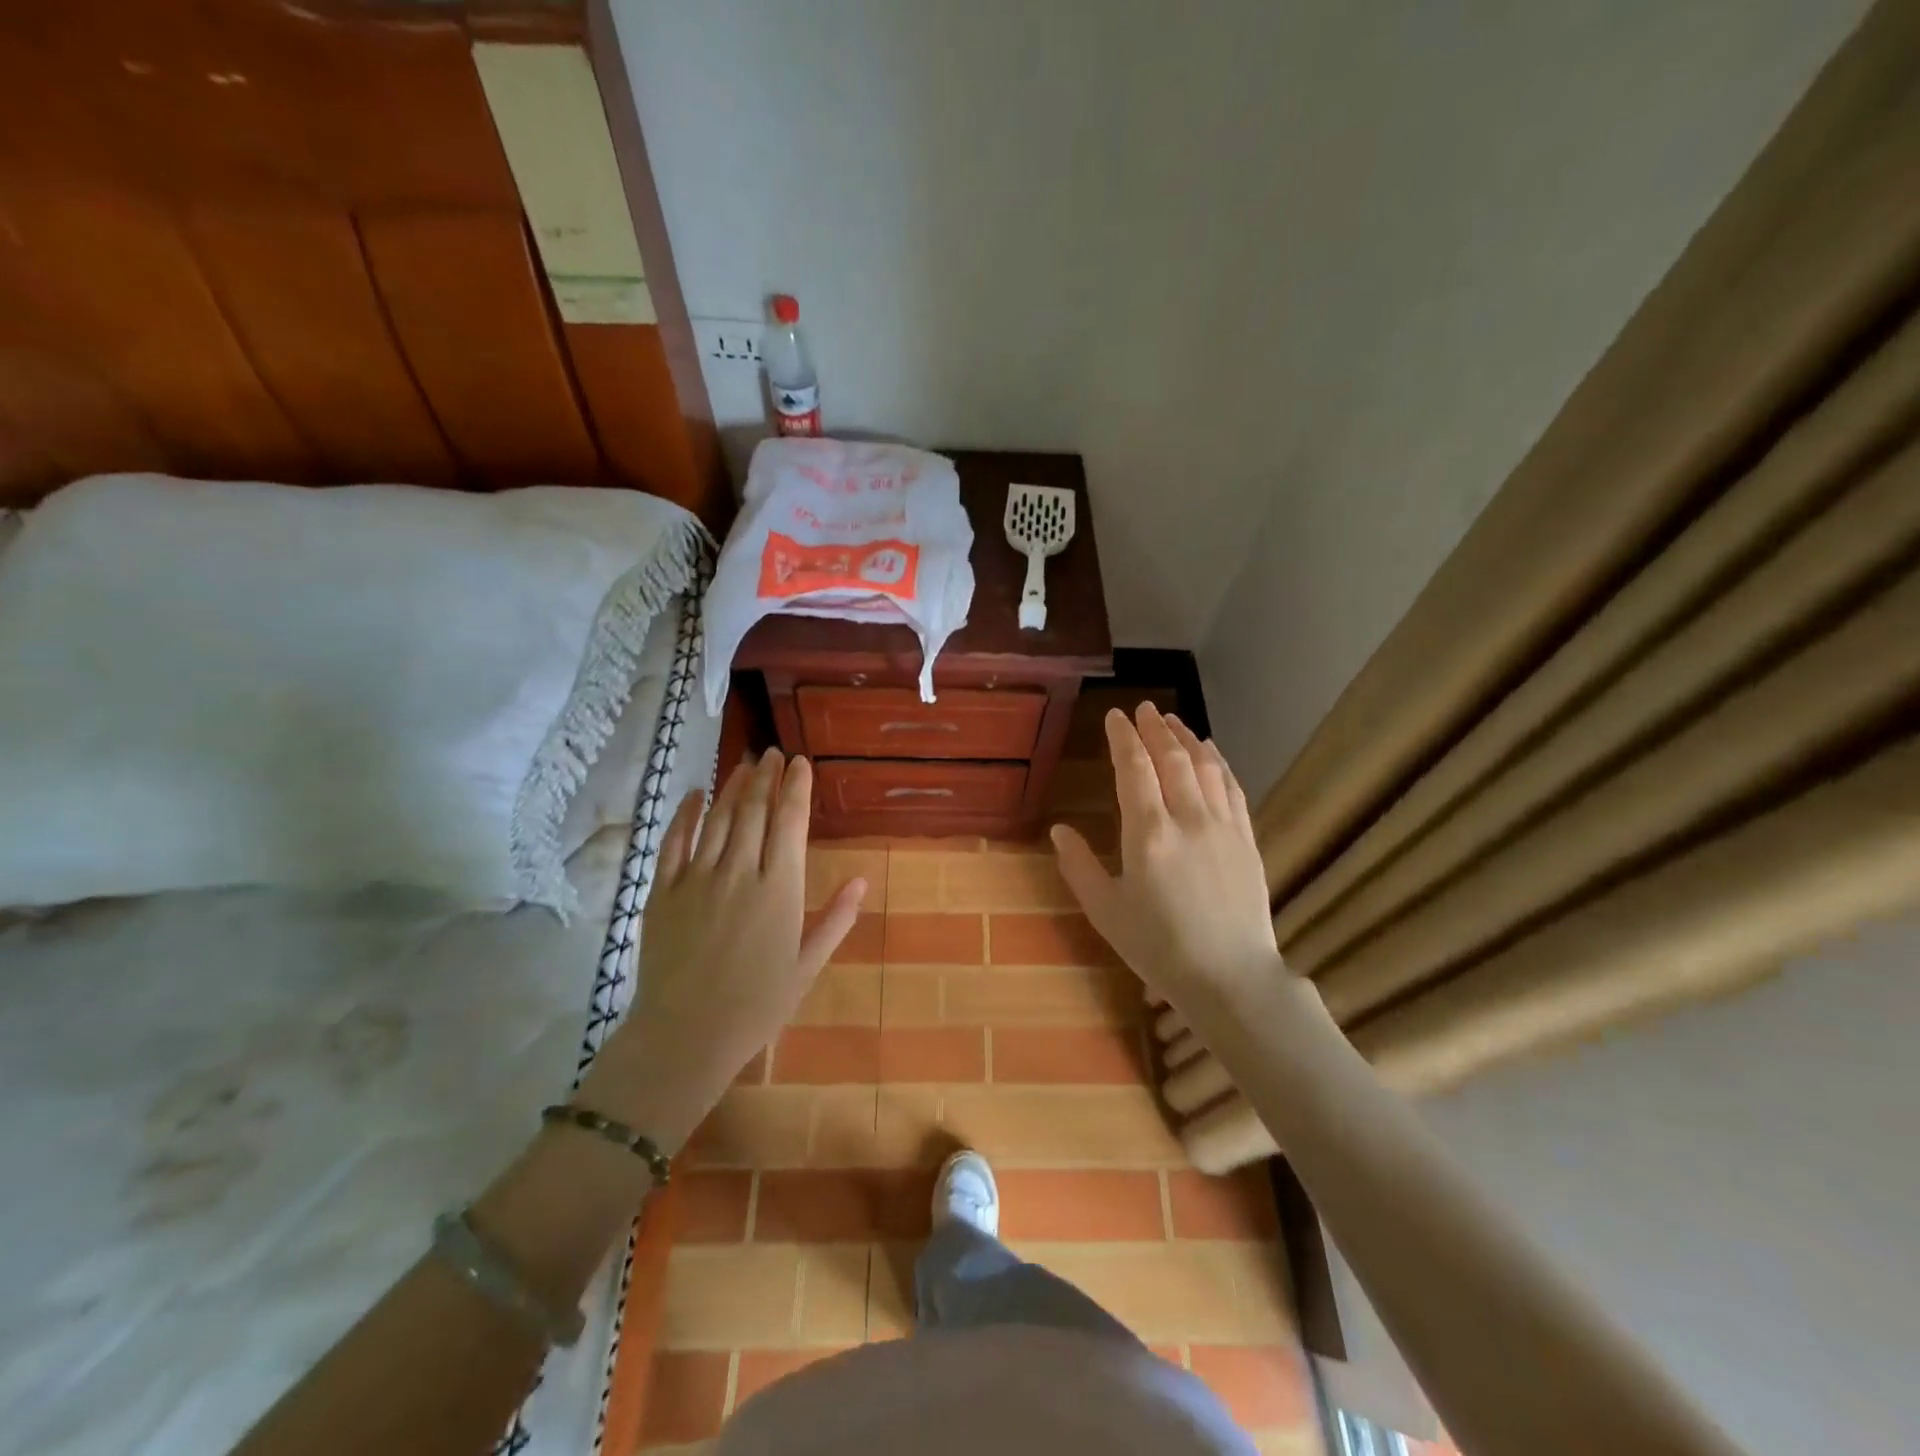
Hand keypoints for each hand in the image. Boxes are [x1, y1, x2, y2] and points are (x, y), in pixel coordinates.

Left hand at [578, 750, 866, 1149]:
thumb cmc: (757, 1005)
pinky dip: (686, 813)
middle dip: (766, 776)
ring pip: (718, 818)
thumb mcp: (807, 966)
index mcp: (780, 889)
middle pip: (754, 810)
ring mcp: (697, 878)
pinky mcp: (663, 890)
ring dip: (733, 786)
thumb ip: (835, 919)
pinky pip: (674, 841)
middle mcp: (740, 872)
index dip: (796, 787)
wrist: (685, 1036)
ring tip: (745, 764)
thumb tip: (862, 880)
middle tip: (773, 753)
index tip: (800, 762)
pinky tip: (696, 793)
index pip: (790, 822)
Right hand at [1051, 704, 1280, 1008]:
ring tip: (1172, 720)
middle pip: (1171, 758)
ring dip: (1186, 738)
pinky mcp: (1246, 839)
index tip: (1115, 717)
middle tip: (1143, 708)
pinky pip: (1231, 787)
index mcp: (1147, 834)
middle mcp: (1187, 819)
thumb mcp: (1106, 911)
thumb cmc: (1159, 947)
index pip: (1134, 769)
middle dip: (1155, 728)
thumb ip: (1079, 867)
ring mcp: (1222, 826)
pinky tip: (1210, 752)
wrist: (1231, 977)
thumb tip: (1059, 830)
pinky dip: (1218, 762)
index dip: (1123, 738)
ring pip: (1204, 766)